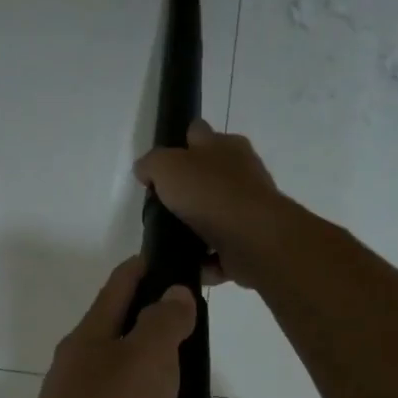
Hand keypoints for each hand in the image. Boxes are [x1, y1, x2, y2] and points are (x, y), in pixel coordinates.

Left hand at [8, 256, 237, 397]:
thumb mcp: (144, 358)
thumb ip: (164, 322)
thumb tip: (175, 293)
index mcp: (94, 342)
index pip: (122, 287)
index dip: (151, 269)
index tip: (186, 267)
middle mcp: (93, 381)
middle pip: (146, 360)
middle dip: (186, 377)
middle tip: (210, 396)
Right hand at [133, 121, 293, 289]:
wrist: (252, 238)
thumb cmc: (210, 194)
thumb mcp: (168, 167)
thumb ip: (152, 164)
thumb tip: (144, 169)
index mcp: (224, 145)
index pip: (197, 134)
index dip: (178, 145)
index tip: (160, 169)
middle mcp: (241, 172)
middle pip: (208, 176)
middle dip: (189, 189)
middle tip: (163, 207)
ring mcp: (249, 208)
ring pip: (216, 214)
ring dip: (198, 227)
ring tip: (173, 241)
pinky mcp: (251, 241)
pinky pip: (222, 249)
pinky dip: (208, 258)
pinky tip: (191, 264)